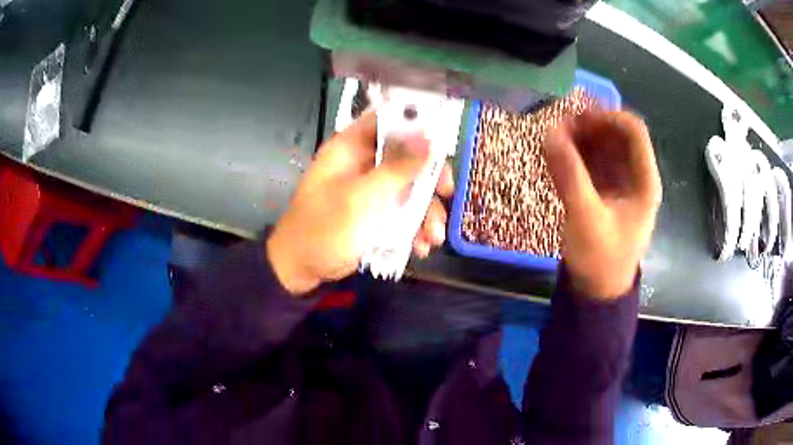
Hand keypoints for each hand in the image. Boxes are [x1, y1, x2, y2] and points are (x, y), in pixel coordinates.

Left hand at [267, 112, 453, 295]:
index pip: (387, 121)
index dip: (415, 124)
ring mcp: (370, 190)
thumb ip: (398, 168)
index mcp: (351, 147)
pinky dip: (415, 228)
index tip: (442, 141)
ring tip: (433, 238)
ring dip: (426, 212)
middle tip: (447, 194)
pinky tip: (421, 247)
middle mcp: (363, 163)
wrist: (301, 268)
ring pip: (409, 188)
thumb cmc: (325, 227)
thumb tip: (431, 138)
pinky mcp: (375, 214)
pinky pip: (403, 212)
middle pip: (406, 156)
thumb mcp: (362, 197)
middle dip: (429, 179)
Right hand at [543, 111, 661, 299]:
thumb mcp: (586, 218)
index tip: (577, 118)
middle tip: (558, 128)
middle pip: (616, 135)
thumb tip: (548, 133)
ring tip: (553, 141)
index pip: (634, 131)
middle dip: (589, 127)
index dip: (607, 117)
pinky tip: (557, 157)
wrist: (597, 293)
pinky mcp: (605, 192)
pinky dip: (576, 155)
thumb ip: (569, 175)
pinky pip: (592, 163)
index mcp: (644, 181)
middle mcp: (635, 176)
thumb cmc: (600, 260)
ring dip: (579, 139)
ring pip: (603, 147)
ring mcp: (620, 184)